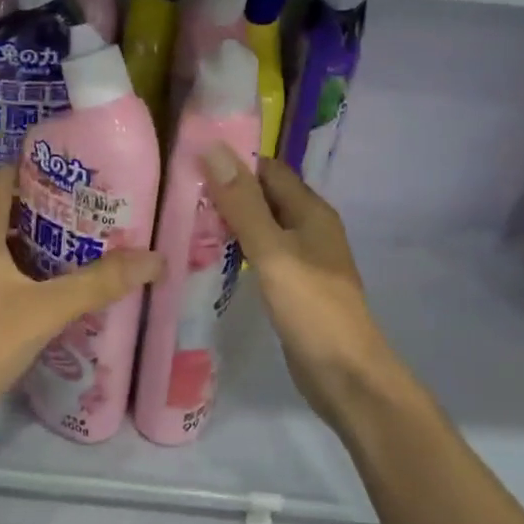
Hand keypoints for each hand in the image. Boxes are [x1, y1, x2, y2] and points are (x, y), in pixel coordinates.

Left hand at [0, 165, 161, 429]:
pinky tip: (52, 290)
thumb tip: (155, 259)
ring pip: (1, 247)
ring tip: (81, 246)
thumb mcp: (45, 310)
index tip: (75, 172)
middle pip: (5, 211)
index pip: (2, 178)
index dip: (35, 168)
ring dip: (37, 244)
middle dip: (46, 209)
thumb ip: (97, 284)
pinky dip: (24, 273)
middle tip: (91, 211)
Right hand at [199, 148, 396, 430]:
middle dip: (226, 191)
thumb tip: (214, 148)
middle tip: (176, 192)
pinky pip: (261, 255)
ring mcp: (302, 259)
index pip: (268, 169)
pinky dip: (236, 250)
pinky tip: (208, 258)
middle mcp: (309, 228)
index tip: (189, 159)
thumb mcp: (273, 252)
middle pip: (264, 196)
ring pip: (261, 227)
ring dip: (229, 221)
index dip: (233, 160)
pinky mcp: (292, 286)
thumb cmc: (312, 309)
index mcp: (310, 211)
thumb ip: (243, 204)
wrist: (346, 376)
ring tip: (182, 219)